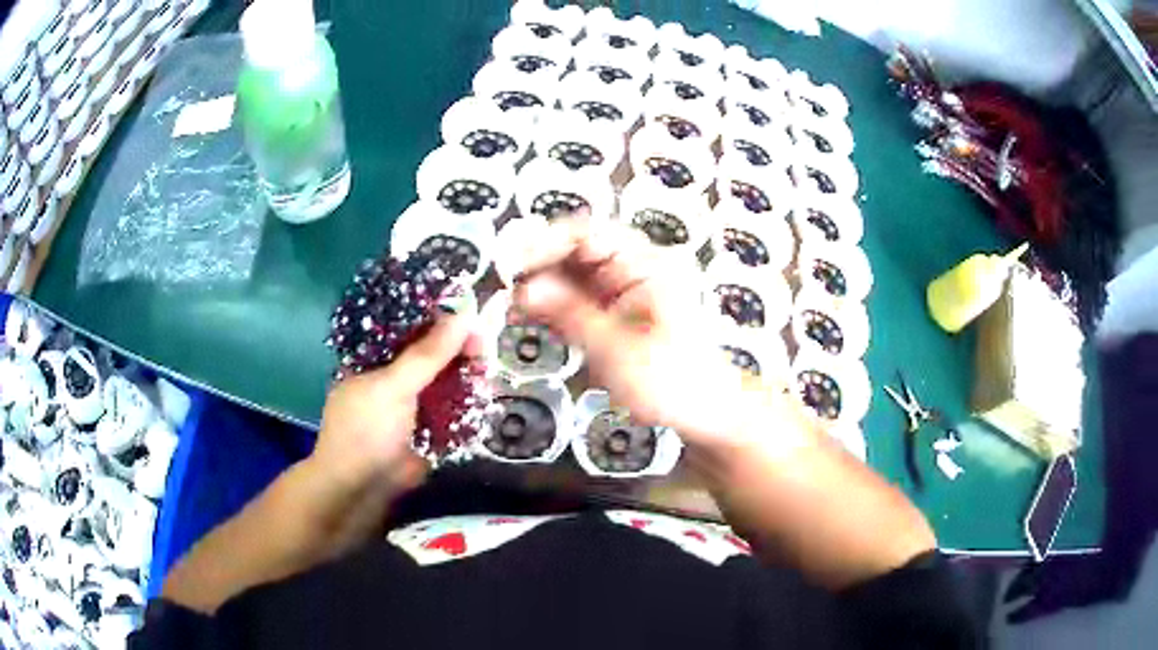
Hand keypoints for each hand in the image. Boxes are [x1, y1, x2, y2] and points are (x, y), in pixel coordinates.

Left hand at [312, 312, 476, 493]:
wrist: (363, 490)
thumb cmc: (366, 430)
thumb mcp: (393, 386)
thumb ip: (428, 353)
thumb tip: (465, 314)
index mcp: (375, 360)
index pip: (410, 329)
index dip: (439, 322)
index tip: (470, 317)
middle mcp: (392, 379)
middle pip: (431, 357)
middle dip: (458, 351)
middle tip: (486, 347)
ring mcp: (411, 407)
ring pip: (444, 384)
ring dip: (466, 377)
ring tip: (491, 371)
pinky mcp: (428, 432)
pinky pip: (451, 411)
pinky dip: (468, 404)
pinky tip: (488, 394)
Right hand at [511, 217, 809, 450]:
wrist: (705, 414)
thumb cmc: (671, 381)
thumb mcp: (616, 349)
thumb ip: (569, 314)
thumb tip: (523, 289)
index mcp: (645, 263)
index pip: (586, 233)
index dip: (543, 242)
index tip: (509, 265)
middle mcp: (633, 267)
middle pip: (575, 250)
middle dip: (537, 265)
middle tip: (504, 289)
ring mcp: (624, 289)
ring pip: (572, 273)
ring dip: (542, 286)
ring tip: (512, 306)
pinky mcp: (616, 311)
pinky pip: (578, 297)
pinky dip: (554, 305)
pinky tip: (531, 317)